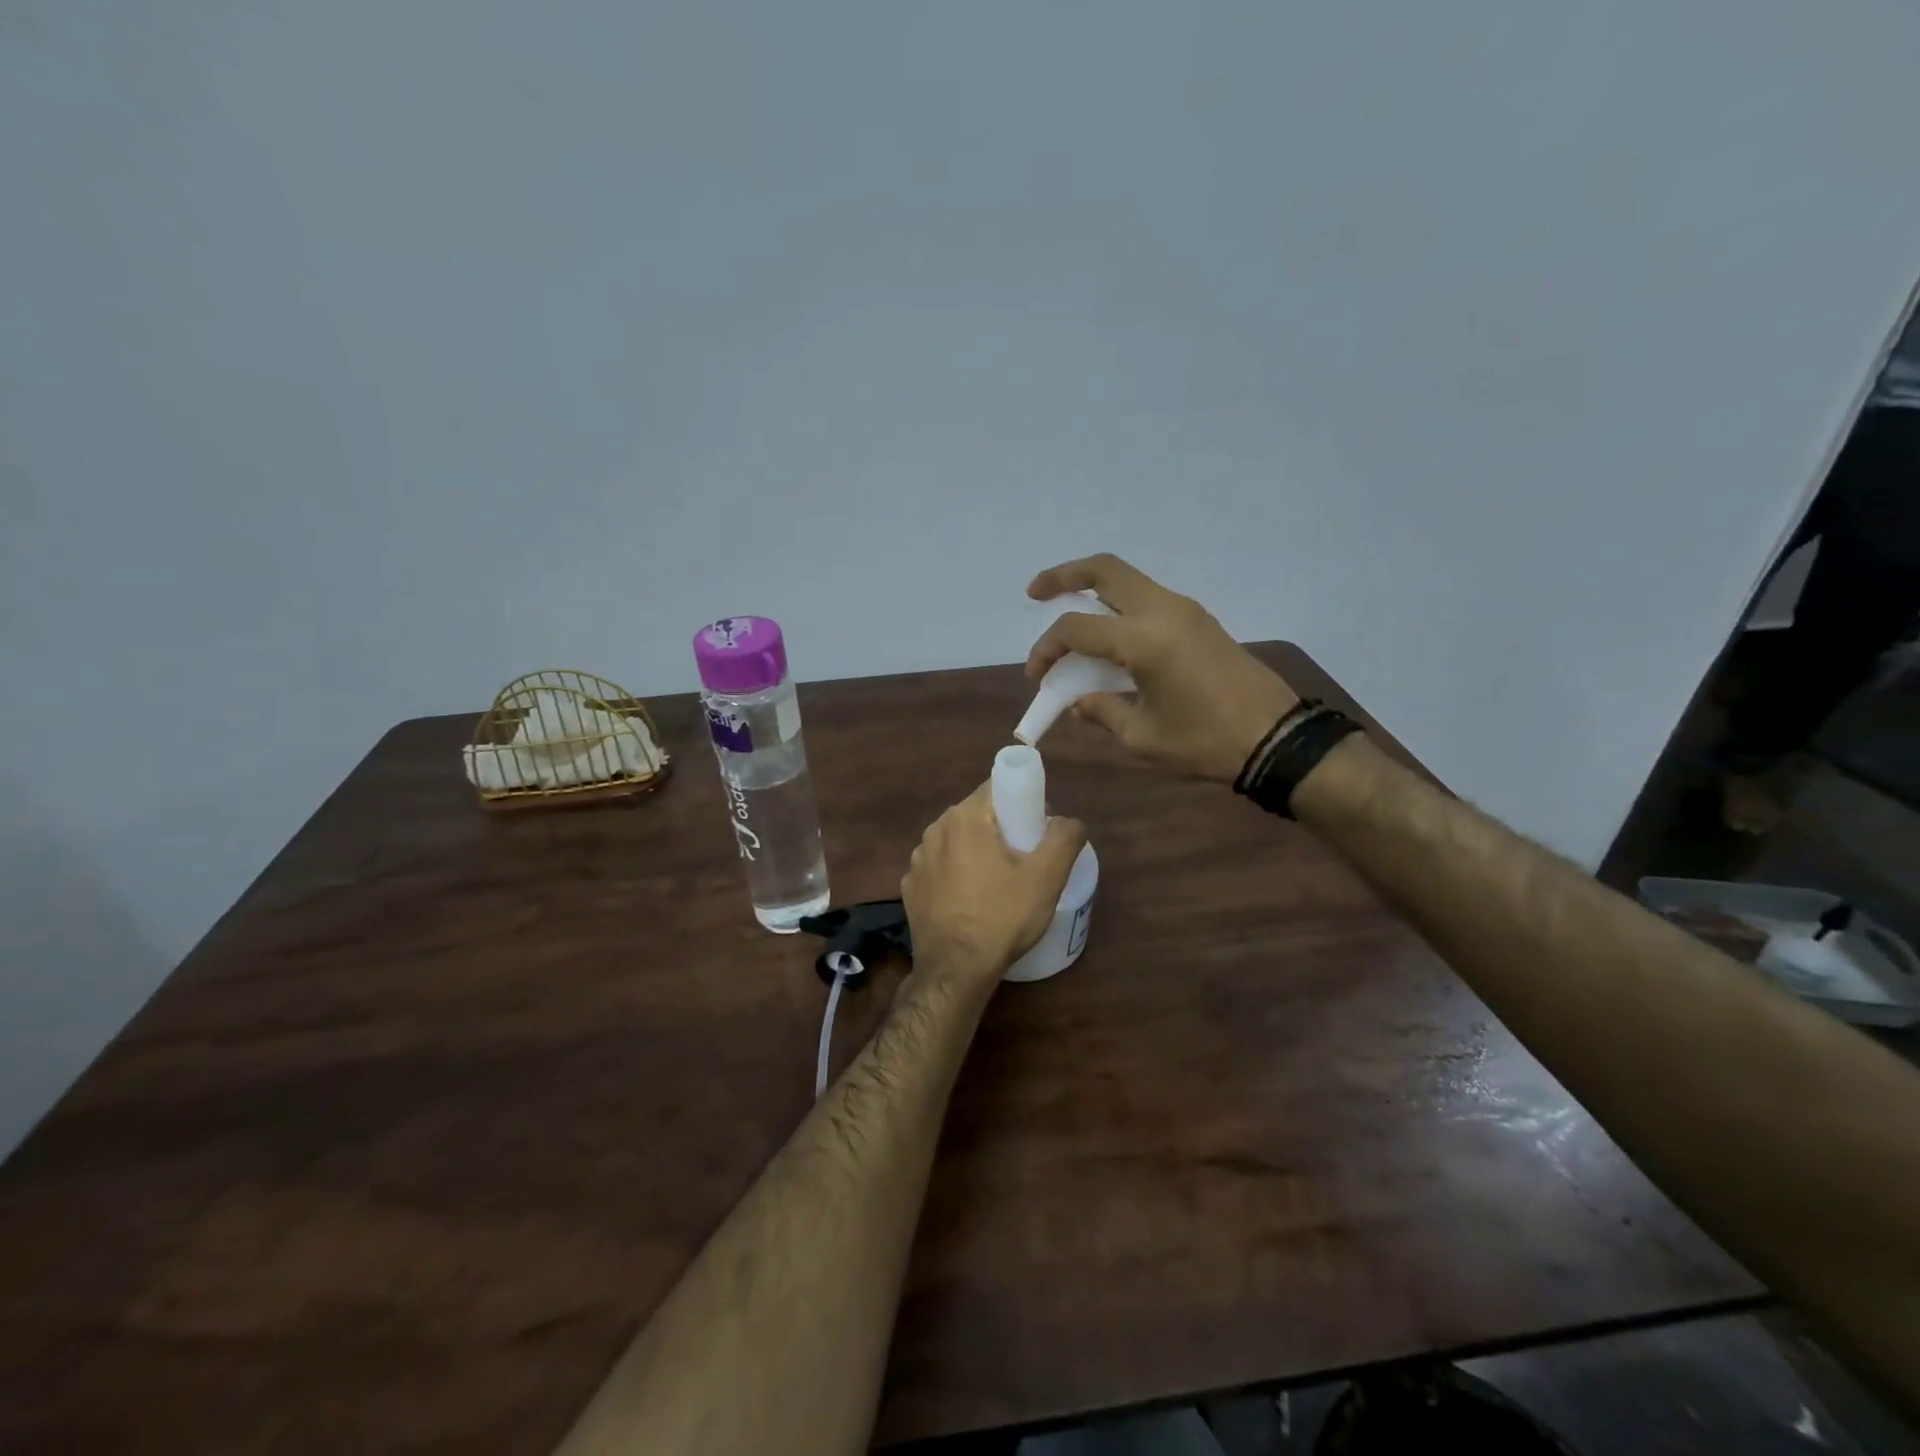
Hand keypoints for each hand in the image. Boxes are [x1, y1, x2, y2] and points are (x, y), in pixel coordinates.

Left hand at [901, 782, 1086, 987]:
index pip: (997, 787)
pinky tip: (970, 901)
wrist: (955, 971)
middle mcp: (935, 829)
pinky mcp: (910, 886)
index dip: (1021, 801)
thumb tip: (1068, 820)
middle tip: (1024, 859)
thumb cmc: (1003, 917)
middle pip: (977, 814)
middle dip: (1001, 828)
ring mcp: (917, 859)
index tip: (1036, 828)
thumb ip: (1065, 837)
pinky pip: (940, 868)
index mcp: (965, 817)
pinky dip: (956, 876)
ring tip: (998, 884)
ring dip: (977, 852)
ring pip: (957, 841)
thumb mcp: (1047, 877)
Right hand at [1026, 553, 1299, 783]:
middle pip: (1104, 570)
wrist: (1276, 738)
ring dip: (1093, 588)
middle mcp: (1162, 610)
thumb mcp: (1142, 736)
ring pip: (1128, 579)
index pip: (1076, 628)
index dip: (1046, 648)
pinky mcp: (1199, 620)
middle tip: (1036, 593)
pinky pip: (1148, 597)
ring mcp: (1184, 610)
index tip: (1036, 677)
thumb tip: (1079, 701)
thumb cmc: (1205, 741)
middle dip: (1063, 575)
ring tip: (1070, 613)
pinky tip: (1110, 635)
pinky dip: (1119, 605)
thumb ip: (1102, 711)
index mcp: (1143, 640)